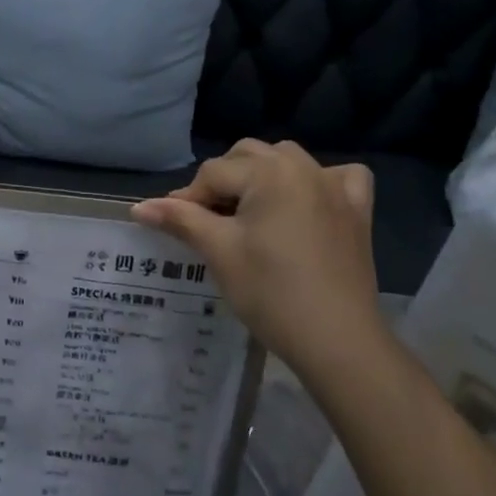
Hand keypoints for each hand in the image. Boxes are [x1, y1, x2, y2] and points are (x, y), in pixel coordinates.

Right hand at [133, 140, 389, 375]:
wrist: (336, 339)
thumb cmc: (270, 292)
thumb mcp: (218, 252)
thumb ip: (180, 220)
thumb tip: (138, 207)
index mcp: (269, 173)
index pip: (212, 173)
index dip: (188, 200)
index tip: (175, 229)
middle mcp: (304, 168)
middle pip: (247, 156)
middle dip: (222, 181)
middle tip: (209, 222)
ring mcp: (335, 188)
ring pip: (287, 159)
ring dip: (261, 175)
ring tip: (248, 213)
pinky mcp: (356, 211)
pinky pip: (338, 176)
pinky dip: (318, 181)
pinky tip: (306, 202)